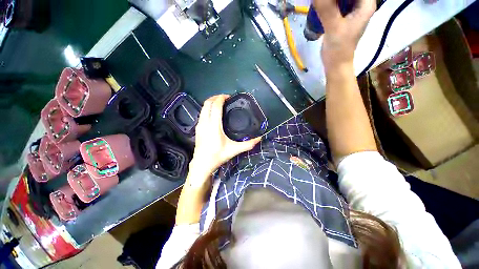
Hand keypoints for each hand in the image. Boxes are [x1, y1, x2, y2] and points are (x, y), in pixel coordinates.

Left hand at [188, 95, 260, 185]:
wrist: (202, 164)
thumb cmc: (217, 156)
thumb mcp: (234, 150)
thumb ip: (247, 144)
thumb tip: (259, 139)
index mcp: (214, 126)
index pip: (216, 106)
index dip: (221, 98)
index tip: (228, 97)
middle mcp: (205, 122)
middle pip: (207, 103)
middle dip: (216, 97)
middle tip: (225, 98)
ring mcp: (199, 124)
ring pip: (203, 107)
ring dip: (211, 102)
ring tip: (220, 103)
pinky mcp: (198, 128)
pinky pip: (202, 113)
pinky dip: (208, 108)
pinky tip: (214, 113)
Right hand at [313, 0, 374, 70]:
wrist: (336, 64)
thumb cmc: (339, 48)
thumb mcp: (334, 27)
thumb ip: (327, 8)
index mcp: (366, 4)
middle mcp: (361, 4)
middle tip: (322, 1)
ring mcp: (352, 10)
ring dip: (330, 0)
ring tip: (319, 2)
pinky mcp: (343, 16)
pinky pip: (337, 3)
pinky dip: (328, 3)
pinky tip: (320, 5)